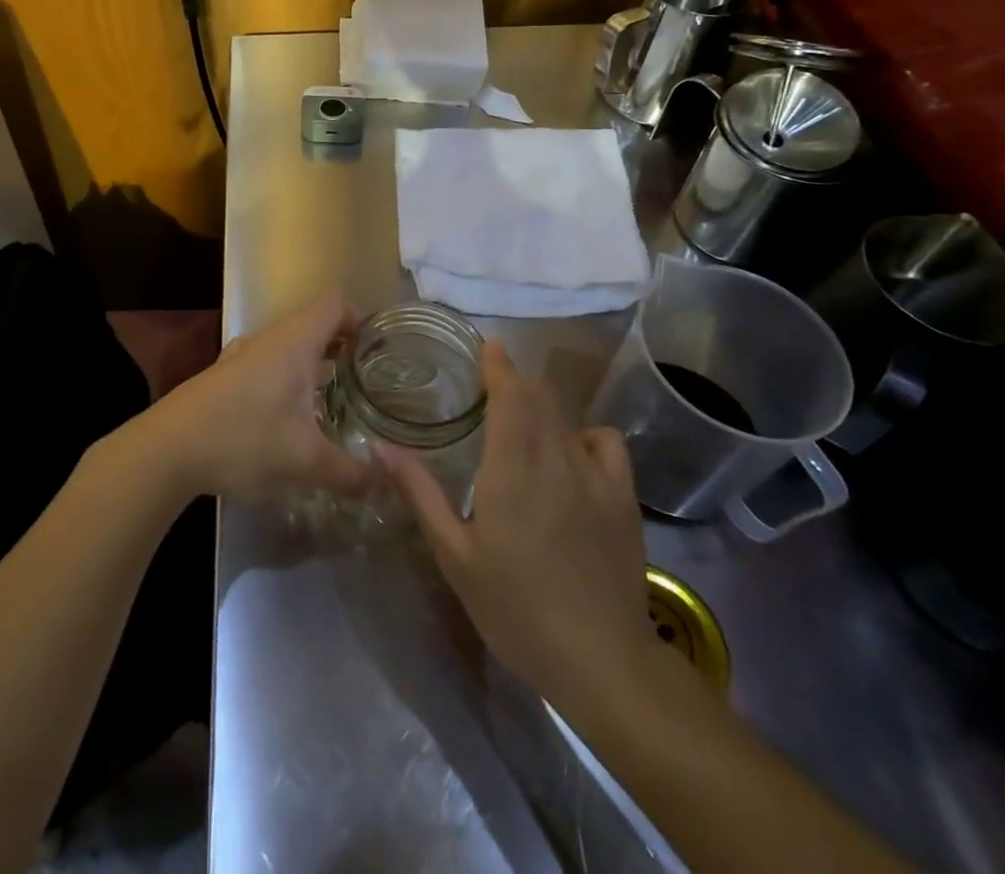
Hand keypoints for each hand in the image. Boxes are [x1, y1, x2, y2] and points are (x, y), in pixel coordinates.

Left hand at [144, 290, 379, 502]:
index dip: (362, 319)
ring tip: (334, 400)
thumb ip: (349, 472)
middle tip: (366, 380)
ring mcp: (242, 355)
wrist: (166, 449)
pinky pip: (268, 364)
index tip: (379, 352)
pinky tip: (289, 418)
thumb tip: (386, 482)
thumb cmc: (243, 438)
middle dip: (343, 347)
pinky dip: (287, 378)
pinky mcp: (224, 376)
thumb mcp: (304, 460)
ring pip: (289, 346)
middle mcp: (269, 337)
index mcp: (295, 340)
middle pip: (315, 323)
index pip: (336, 303)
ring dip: (313, 364)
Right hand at [382, 341, 657, 708]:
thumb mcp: (455, 556)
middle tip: (492, 385)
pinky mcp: (624, 496)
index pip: (509, 395)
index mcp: (511, 468)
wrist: (601, 660)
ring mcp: (595, 475)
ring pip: (567, 417)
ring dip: (543, 407)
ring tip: (525, 421)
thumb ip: (420, 494)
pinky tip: (572, 454)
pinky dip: (585, 434)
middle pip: (538, 398)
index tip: (487, 345)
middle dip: (515, 383)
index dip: (498, 365)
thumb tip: (381, 447)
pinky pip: (605, 442)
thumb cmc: (516, 608)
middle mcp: (555, 458)